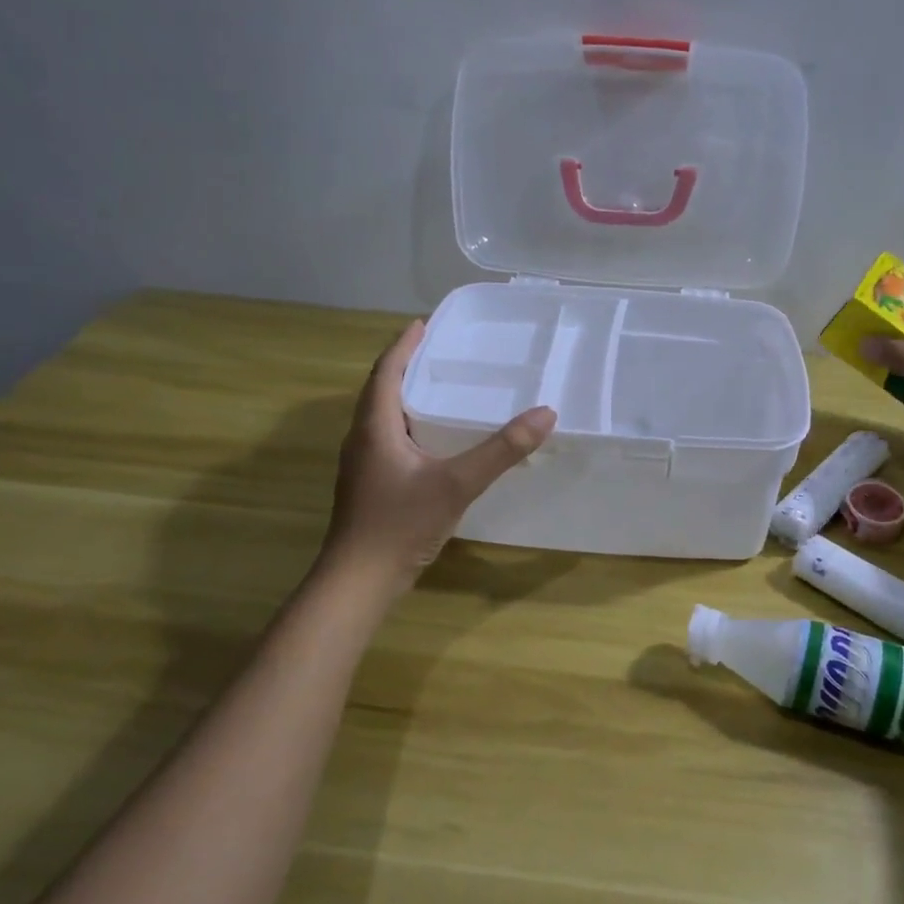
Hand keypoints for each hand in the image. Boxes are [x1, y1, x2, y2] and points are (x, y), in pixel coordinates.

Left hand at [322, 320, 555, 589]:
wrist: (359, 581)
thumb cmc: (400, 524)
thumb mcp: (457, 483)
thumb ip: (501, 450)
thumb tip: (545, 414)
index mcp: (373, 426)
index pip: (386, 370)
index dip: (404, 345)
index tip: (425, 322)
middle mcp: (362, 438)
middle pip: (381, 389)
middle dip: (408, 365)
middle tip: (442, 350)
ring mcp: (362, 464)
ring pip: (383, 416)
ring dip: (407, 395)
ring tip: (441, 386)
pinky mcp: (370, 484)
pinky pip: (388, 438)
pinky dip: (409, 424)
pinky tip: (435, 438)